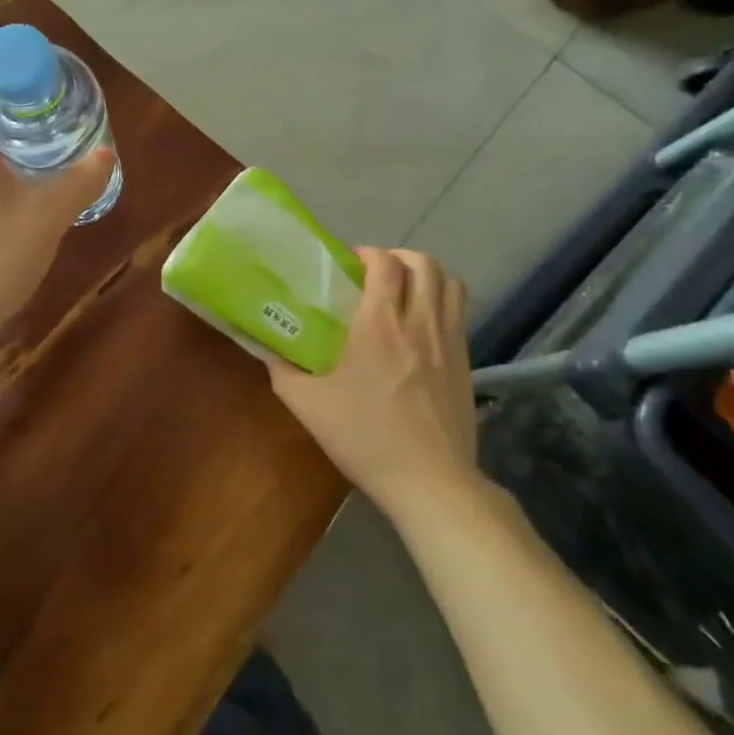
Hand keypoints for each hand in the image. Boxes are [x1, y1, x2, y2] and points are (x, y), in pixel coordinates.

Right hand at [270, 247, 477, 516]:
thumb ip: (283, 371)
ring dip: (427, 276)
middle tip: (377, 274)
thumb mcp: (309, 406)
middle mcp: (420, 321)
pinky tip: (423, 326)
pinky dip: (443, 302)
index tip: (350, 264)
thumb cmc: (365, 437)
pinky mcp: (467, 361)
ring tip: (405, 291)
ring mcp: (449, 340)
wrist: (430, 480)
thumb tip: (267, 350)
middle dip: (400, 257)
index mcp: (380, 324)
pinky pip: (460, 312)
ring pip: (450, 283)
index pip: (386, 263)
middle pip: (424, 263)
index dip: (368, 254)